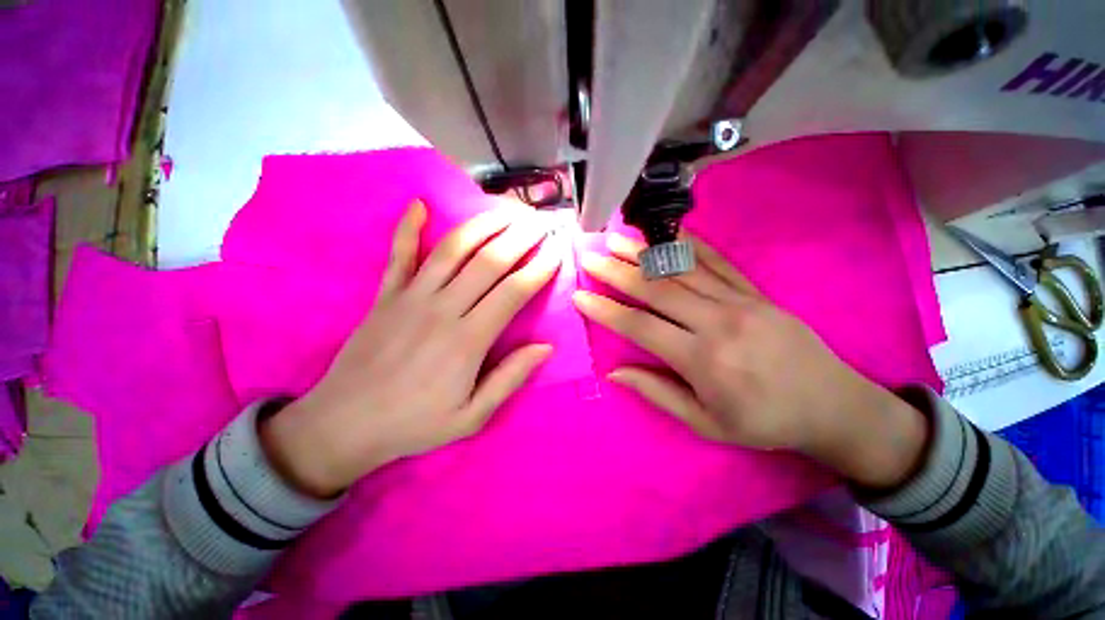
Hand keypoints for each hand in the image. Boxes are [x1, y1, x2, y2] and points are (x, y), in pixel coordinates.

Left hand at [262, 200, 560, 496]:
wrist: (344, 425)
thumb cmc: (415, 423)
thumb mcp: (472, 416)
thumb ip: (510, 379)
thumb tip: (545, 347)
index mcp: (468, 340)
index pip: (513, 292)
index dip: (539, 270)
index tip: (556, 253)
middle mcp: (443, 309)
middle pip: (489, 262)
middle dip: (520, 238)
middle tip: (540, 223)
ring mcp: (411, 297)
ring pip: (453, 250)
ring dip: (482, 226)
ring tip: (505, 210)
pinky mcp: (386, 295)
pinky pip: (398, 254)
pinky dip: (407, 227)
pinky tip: (419, 205)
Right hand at [573, 233, 927, 488]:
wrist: (834, 406)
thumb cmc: (764, 422)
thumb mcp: (706, 422)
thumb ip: (657, 393)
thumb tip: (615, 372)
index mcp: (702, 360)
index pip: (640, 327)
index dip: (606, 310)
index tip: (580, 296)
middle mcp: (717, 322)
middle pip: (656, 290)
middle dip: (617, 272)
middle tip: (590, 257)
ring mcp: (739, 301)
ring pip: (682, 270)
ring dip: (645, 253)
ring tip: (616, 239)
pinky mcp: (755, 292)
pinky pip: (717, 262)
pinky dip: (689, 245)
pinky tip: (669, 232)